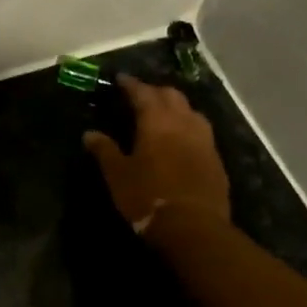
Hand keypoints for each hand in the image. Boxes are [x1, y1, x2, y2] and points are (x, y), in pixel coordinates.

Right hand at [83, 74, 232, 232]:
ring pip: (191, 111)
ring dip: (176, 106)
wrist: (194, 227)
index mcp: (157, 121)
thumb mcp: (118, 175)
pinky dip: (188, 126)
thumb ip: (105, 151)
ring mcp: (204, 140)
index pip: (142, 93)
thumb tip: (89, 134)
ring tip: (163, 113)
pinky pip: (201, 131)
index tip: (120, 79)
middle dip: (155, 91)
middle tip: (141, 95)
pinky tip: (181, 137)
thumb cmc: (148, 197)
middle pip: (171, 95)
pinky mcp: (216, 158)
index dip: (130, 84)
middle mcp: (183, 123)